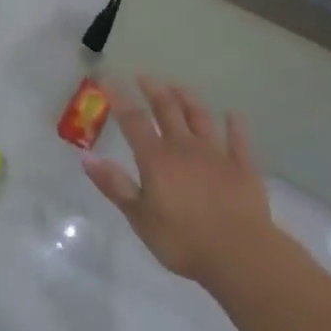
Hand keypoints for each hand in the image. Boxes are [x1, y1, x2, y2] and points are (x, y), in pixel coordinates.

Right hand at [81, 76, 272, 285]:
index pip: (133, 120)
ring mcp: (216, 154)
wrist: (239, 253)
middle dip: (154, 90)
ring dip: (188, 99)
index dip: (119, 98)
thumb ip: (115, 185)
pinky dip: (234, 125)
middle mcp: (185, 147)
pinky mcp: (243, 167)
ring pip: (200, 117)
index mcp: (156, 158)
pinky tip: (232, 115)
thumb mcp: (139, 217)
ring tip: (178, 86)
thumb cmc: (182, 240)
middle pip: (168, 109)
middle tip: (144, 77)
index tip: (108, 79)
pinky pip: (237, 140)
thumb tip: (87, 157)